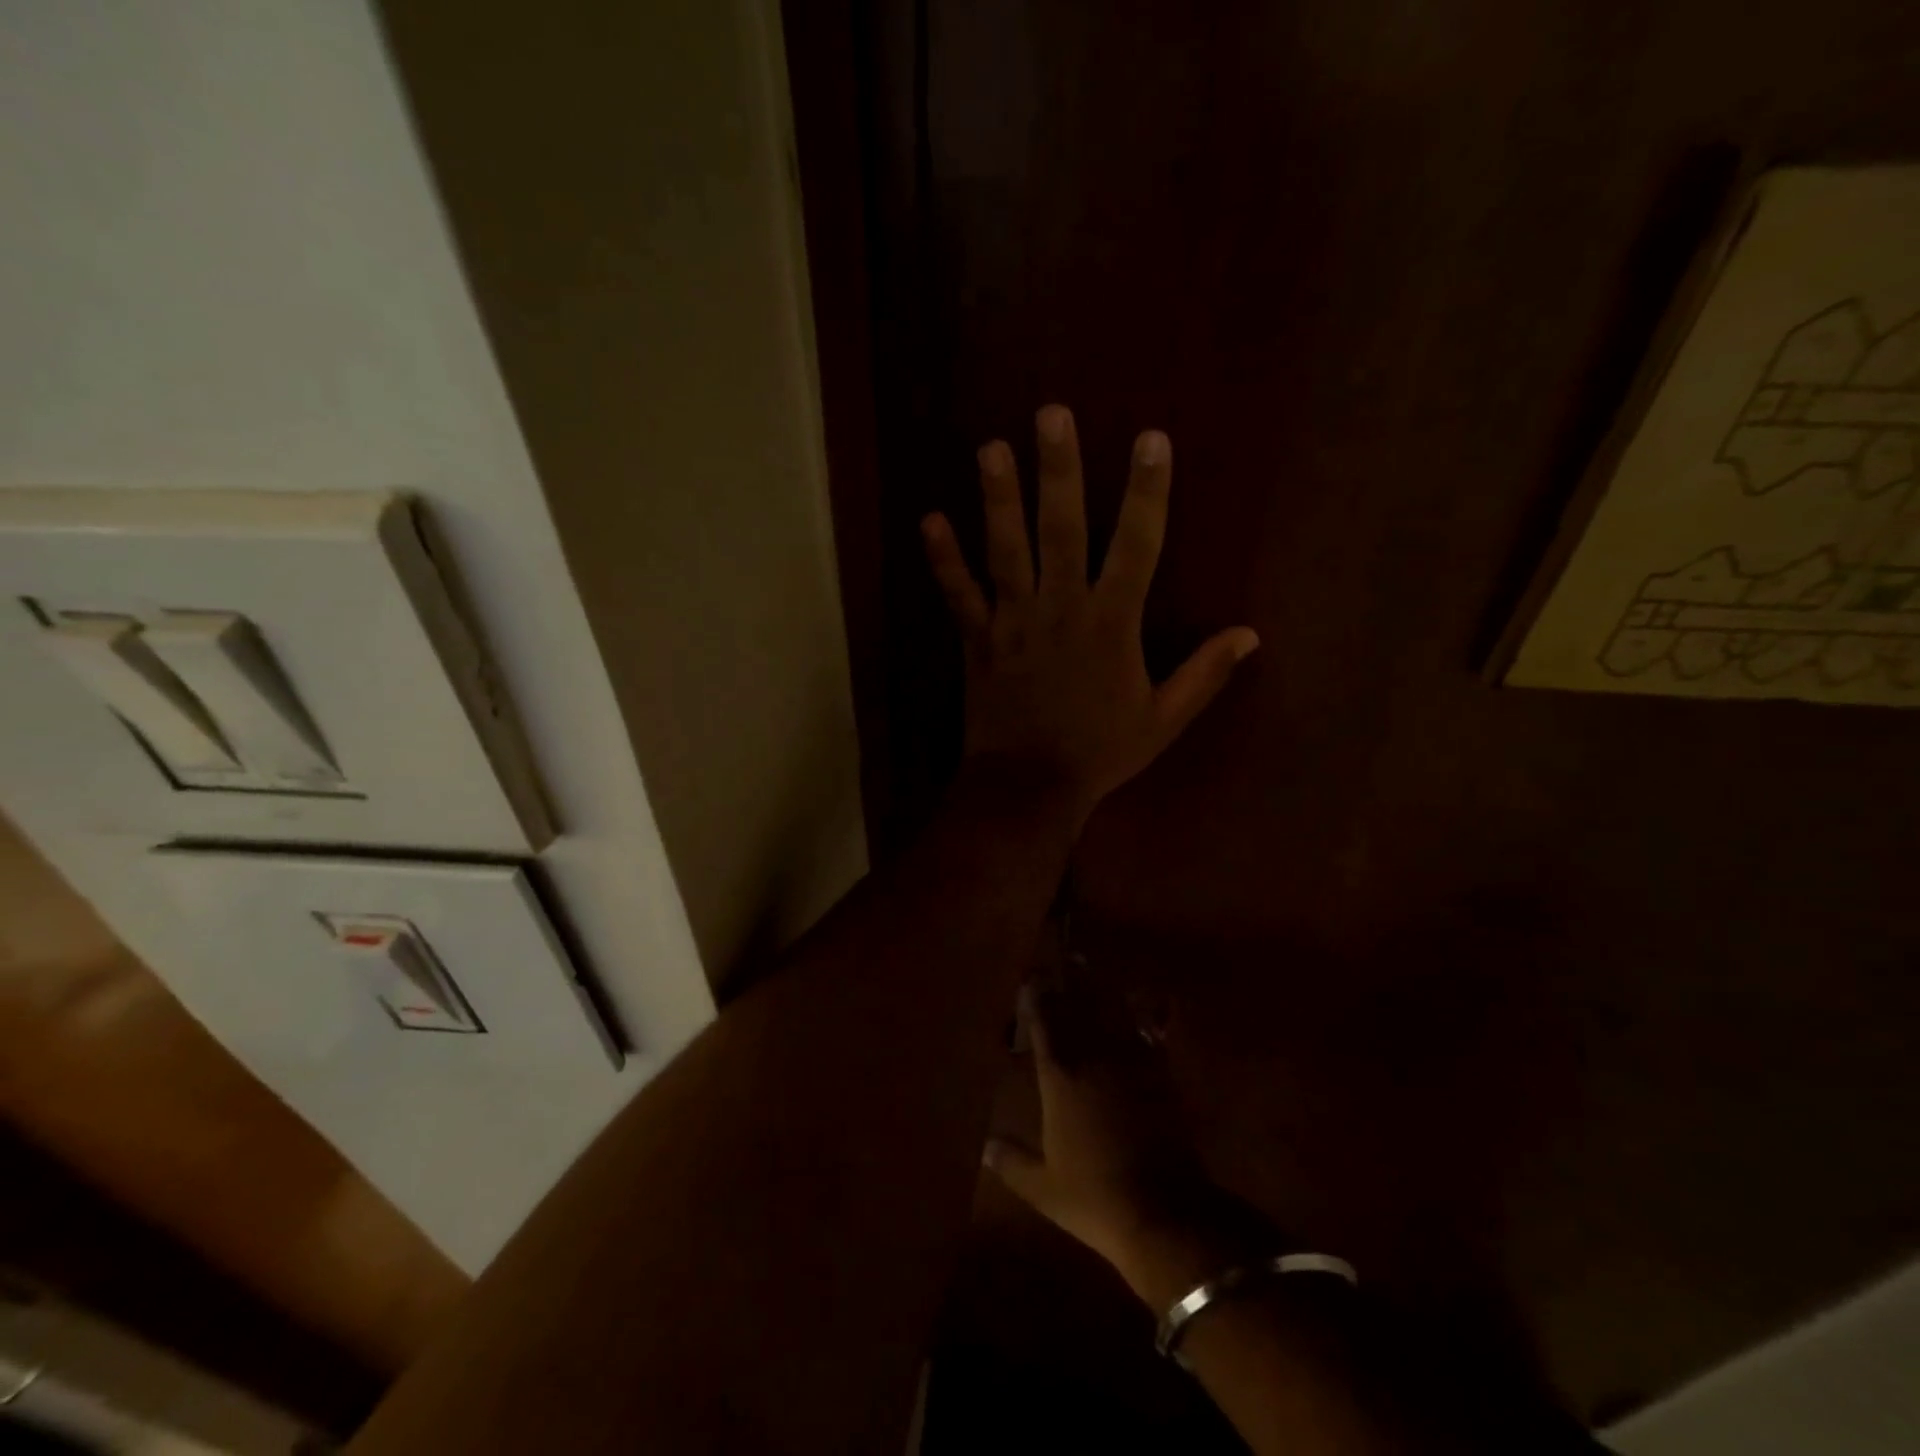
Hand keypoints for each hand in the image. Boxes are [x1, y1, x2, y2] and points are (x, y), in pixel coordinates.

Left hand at [921, 405, 1257, 822]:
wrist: (1029, 787)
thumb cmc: (1099, 752)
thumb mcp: (1163, 719)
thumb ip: (1205, 674)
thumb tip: (1251, 635)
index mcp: (1112, 623)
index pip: (1137, 545)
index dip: (1147, 491)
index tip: (1151, 439)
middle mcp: (1061, 609)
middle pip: (1061, 529)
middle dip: (1060, 470)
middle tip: (1052, 414)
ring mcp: (1013, 623)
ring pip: (1005, 552)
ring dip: (997, 499)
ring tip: (991, 448)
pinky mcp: (977, 641)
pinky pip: (957, 595)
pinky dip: (943, 560)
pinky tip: (930, 519)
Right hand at [985, 973, 1277, 1309]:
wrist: (1163, 1211)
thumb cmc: (1094, 1197)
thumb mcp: (1042, 1187)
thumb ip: (1011, 1160)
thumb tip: (984, 1146)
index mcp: (1059, 1077)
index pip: (1043, 1024)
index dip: (1035, 998)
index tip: (1029, 978)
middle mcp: (1093, 1057)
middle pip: (1077, 1006)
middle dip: (1064, 980)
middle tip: (1057, 958)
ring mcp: (1131, 1061)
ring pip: (1111, 1009)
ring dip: (1098, 985)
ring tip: (1087, 963)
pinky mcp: (1160, 1073)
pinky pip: (1151, 1030)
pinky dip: (1148, 1011)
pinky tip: (1148, 997)